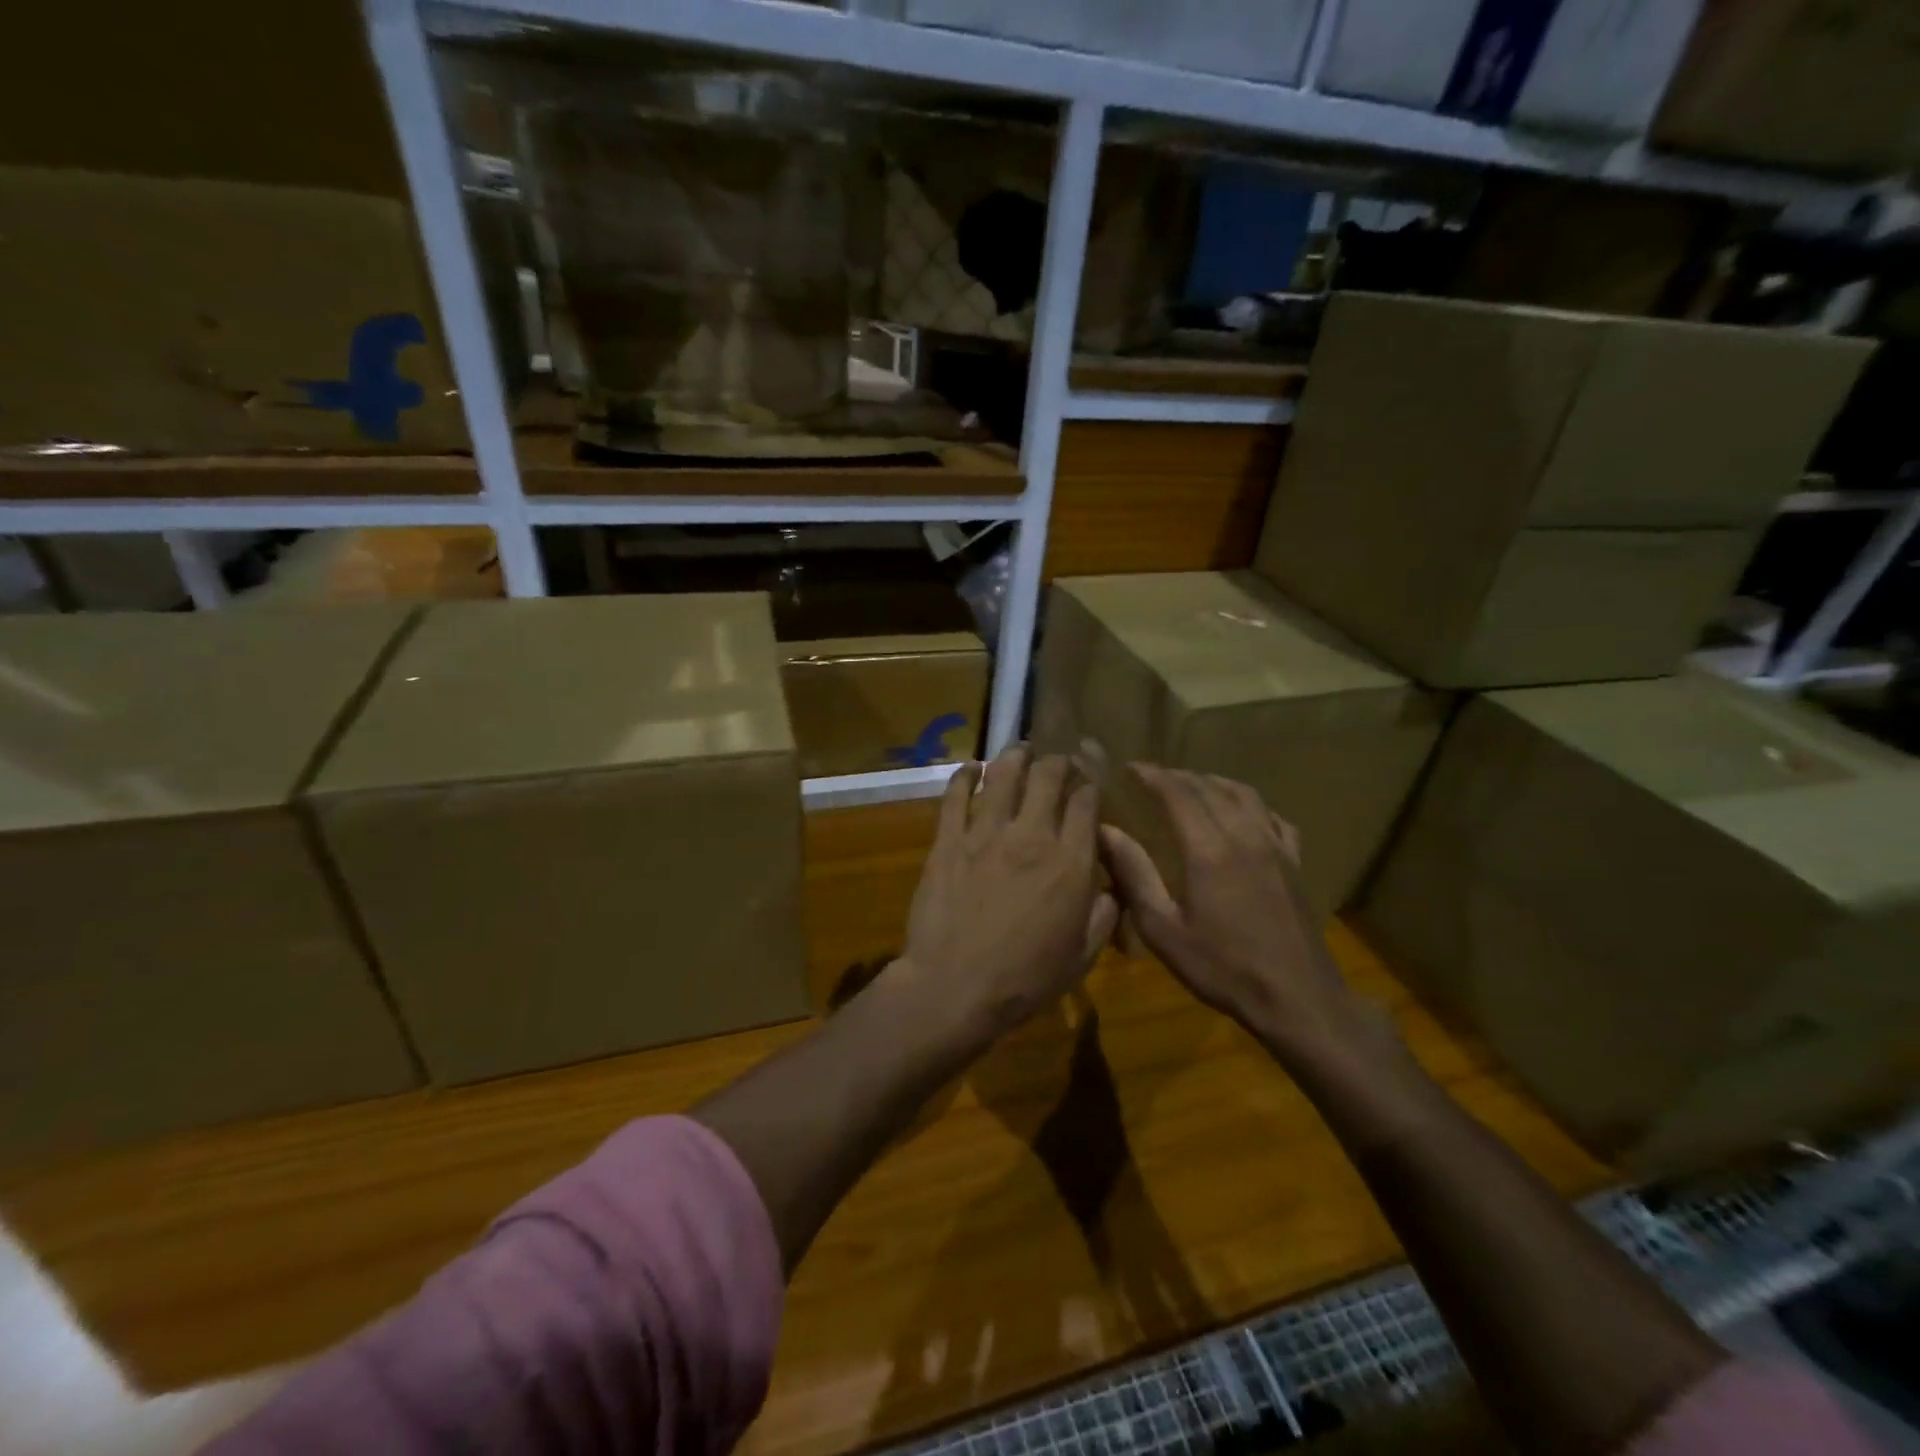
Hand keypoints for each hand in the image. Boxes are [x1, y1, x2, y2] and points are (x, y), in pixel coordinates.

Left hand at [899, 746, 1118, 1038]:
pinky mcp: (948, 841)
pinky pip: (955, 797)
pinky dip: (964, 776)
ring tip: (1020, 750)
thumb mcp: (1082, 956)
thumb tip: (1107, 885)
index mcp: (1071, 863)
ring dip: (1014, 757)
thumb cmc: (1025, 979)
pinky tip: (970, 767)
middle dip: (1057, 762)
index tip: (1089, 778)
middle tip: (1057, 760)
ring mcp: (985, 834)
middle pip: (1047, 778)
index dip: (1089, 784)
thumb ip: (1103, 914)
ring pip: (1003, 776)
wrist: (956, 986)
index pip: (1085, 804)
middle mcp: (1032, 836)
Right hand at [1098, 766, 1393, 1070]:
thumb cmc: (1223, 967)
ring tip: (1191, 785)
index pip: (1177, 793)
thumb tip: (1106, 832)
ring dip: (1212, 782)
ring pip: (1243, 794)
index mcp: (1208, 849)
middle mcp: (1243, 835)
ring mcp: (1274, 846)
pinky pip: (1272, 816)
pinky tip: (1241, 813)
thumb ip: (1134, 874)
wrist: (1297, 997)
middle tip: (1151, 777)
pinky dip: (1249, 803)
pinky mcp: (1294, 862)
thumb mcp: (1163, 929)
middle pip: (1208, 787)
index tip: (1129, 767)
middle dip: (1177, 776)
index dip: (1151, 775)